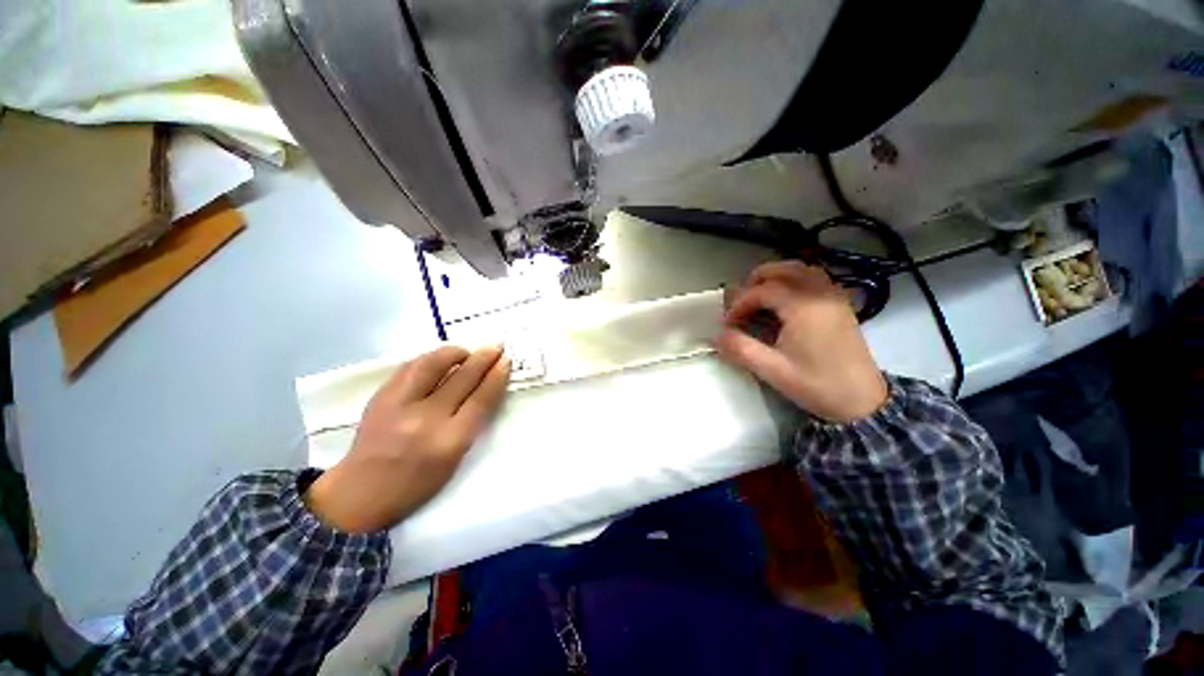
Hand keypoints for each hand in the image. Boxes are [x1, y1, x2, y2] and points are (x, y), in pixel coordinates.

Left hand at [305, 345, 510, 532]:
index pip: (480, 399)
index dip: (496, 377)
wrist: (360, 492)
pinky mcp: (380, 396)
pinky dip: (430, 358)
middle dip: (483, 358)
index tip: (505, 361)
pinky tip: (439, 359)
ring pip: (433, 364)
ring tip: (467, 351)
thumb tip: (484, 388)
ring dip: (455, 353)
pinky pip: (410, 367)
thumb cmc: (417, 483)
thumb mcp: (455, 459)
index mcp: (449, 442)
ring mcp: (399, 405)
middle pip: (462, 378)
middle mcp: (426, 419)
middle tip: (495, 347)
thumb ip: (471, 422)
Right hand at [716, 262, 887, 423]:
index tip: (728, 323)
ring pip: (801, 270)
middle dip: (756, 281)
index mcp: (804, 307)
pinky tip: (784, 303)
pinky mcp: (841, 304)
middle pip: (784, 269)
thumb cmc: (816, 385)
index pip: (763, 290)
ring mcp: (835, 297)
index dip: (740, 304)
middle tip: (742, 303)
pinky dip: (794, 282)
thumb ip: (740, 349)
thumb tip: (716, 335)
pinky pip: (814, 279)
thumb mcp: (772, 370)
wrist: (863, 402)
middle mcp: (821, 294)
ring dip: (776, 278)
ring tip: (760, 299)